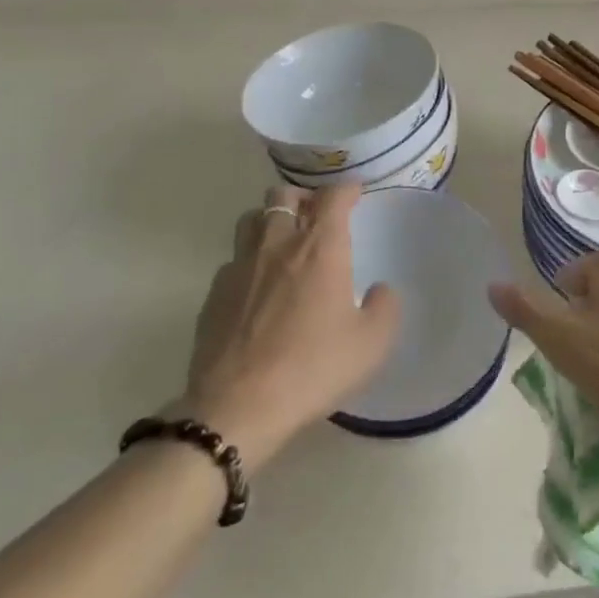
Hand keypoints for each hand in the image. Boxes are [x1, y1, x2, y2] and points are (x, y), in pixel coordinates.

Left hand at [179, 184, 397, 467]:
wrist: (238, 408)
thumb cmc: (313, 368)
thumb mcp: (371, 344)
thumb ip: (385, 307)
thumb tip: (380, 291)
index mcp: (319, 248)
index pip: (332, 197)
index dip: (346, 189)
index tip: (355, 194)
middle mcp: (277, 245)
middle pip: (283, 196)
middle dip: (303, 198)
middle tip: (317, 216)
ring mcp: (240, 267)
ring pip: (251, 220)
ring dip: (270, 220)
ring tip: (284, 240)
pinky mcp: (213, 294)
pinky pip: (233, 259)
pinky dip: (249, 260)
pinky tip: (257, 287)